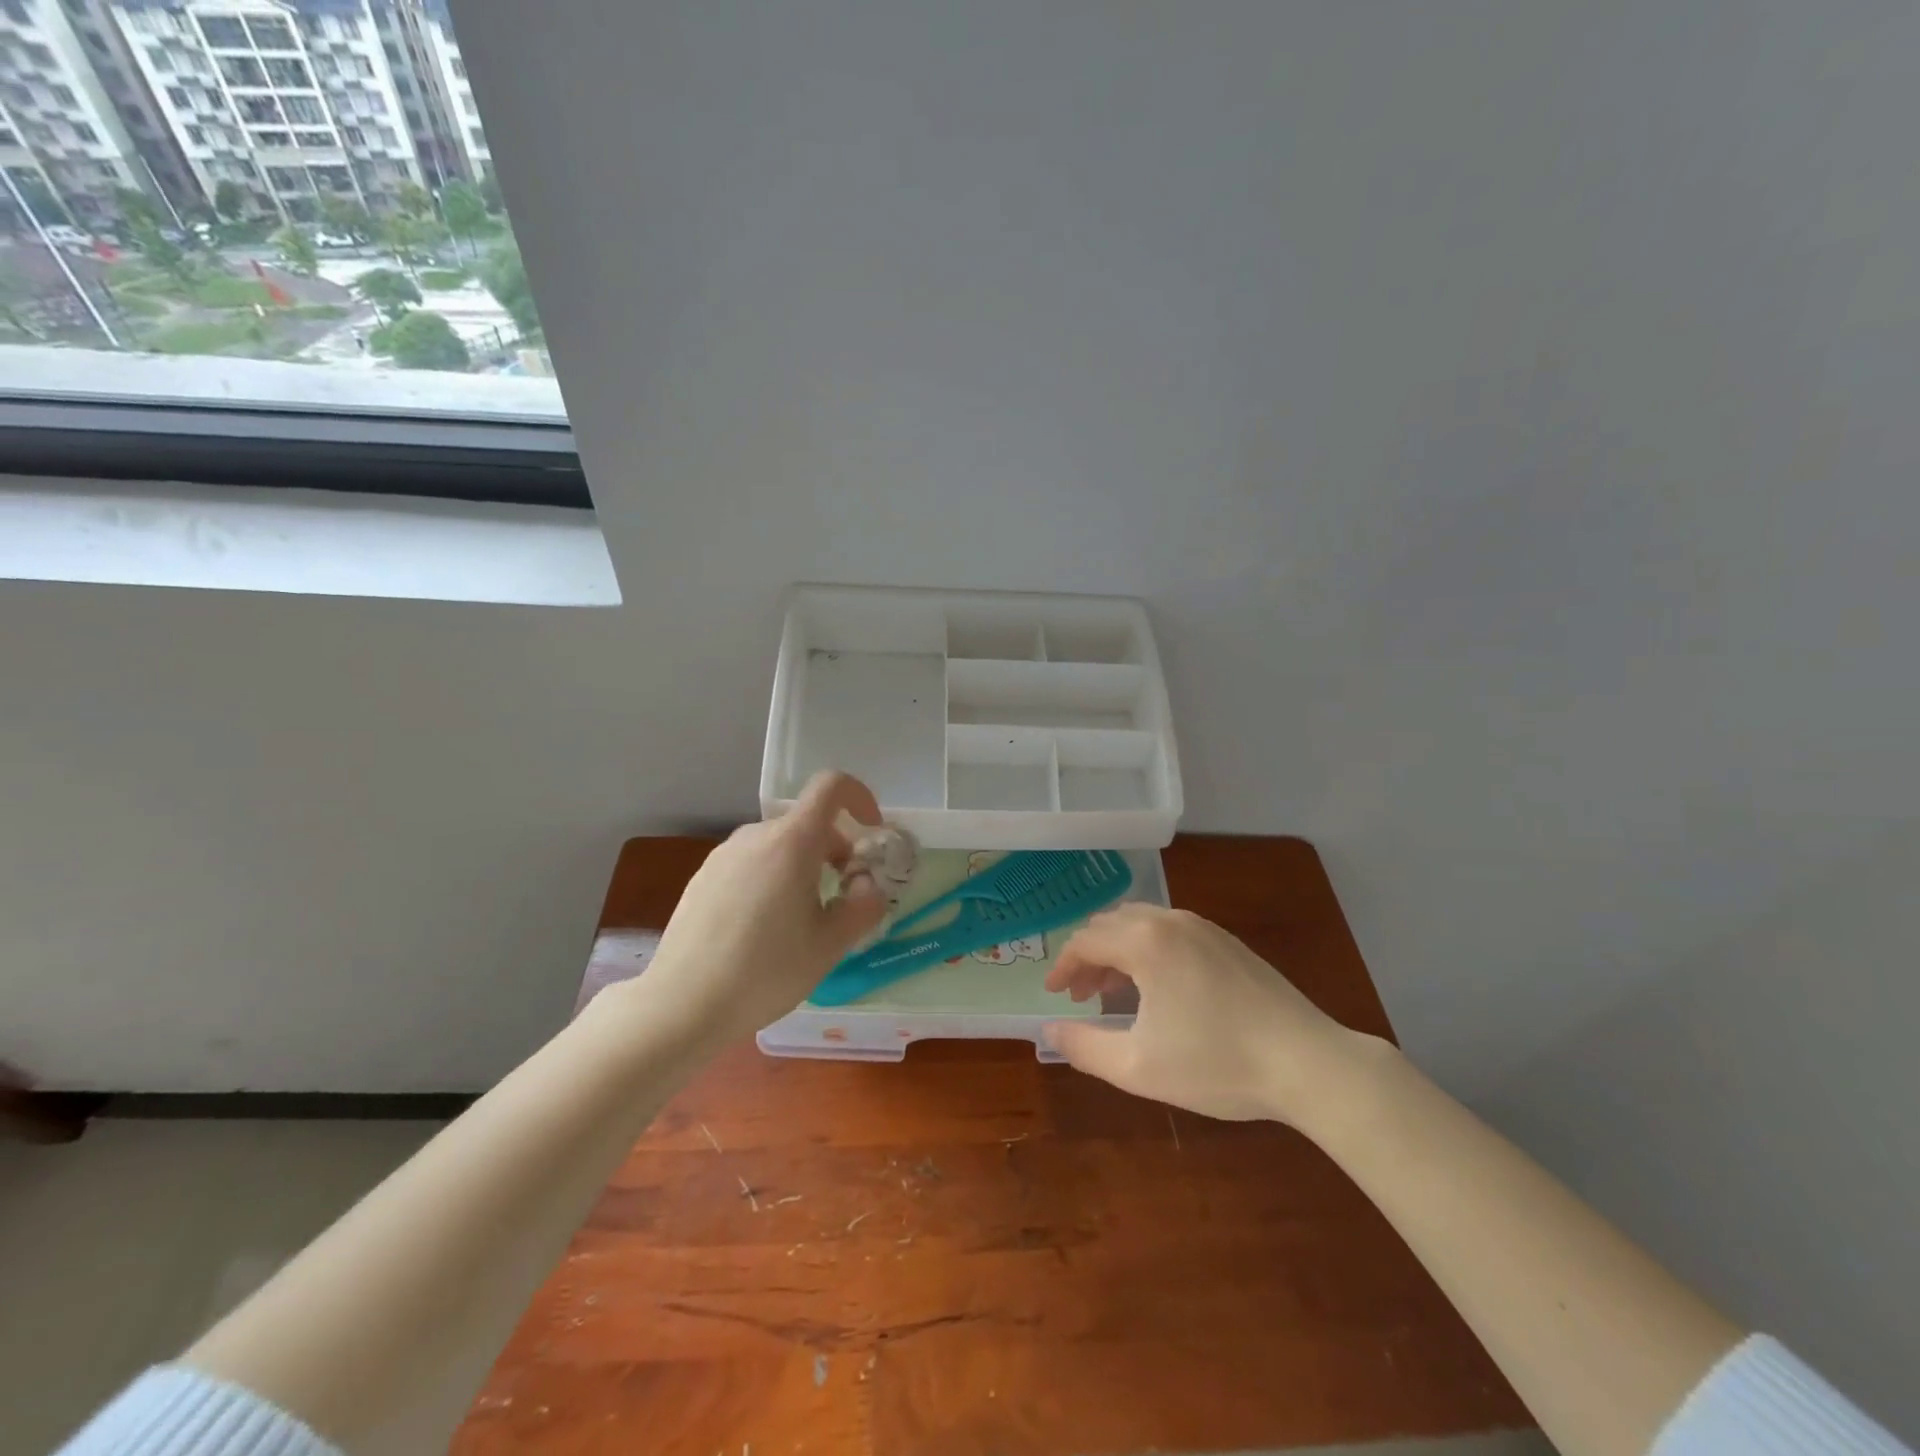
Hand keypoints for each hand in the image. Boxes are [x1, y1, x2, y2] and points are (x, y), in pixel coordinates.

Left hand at [630, 772, 888, 1048]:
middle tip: (843, 896)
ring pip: (778, 845)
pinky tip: (762, 930)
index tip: (871, 832)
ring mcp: (723, 855)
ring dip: (802, 867)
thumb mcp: (831, 944)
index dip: (859, 797)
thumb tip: (866, 885)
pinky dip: (771, 879)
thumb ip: (863, 906)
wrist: (682, 1004)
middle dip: (835, 849)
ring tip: (802, 920)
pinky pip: (750, 864)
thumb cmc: (766, 970)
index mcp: (792, 841)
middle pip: (806, 822)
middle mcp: (756, 835)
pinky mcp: (701, 878)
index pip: (831, 786)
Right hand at [1044, 904, 1365, 1124]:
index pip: (1086, 941)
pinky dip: (1147, 948)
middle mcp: (1170, 921)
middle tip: (1081, 995)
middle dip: (1088, 956)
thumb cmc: (1217, 1064)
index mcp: (1145, 942)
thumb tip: (1050, 1032)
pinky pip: (1170, 930)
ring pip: (1141, 923)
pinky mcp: (1227, 941)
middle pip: (1110, 924)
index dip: (1063, 966)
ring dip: (1117, 950)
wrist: (1308, 1062)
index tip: (1054, 994)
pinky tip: (1158, 987)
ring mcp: (1203, 926)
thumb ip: (1084, 1047)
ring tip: (1114, 991)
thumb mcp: (1138, 1067)